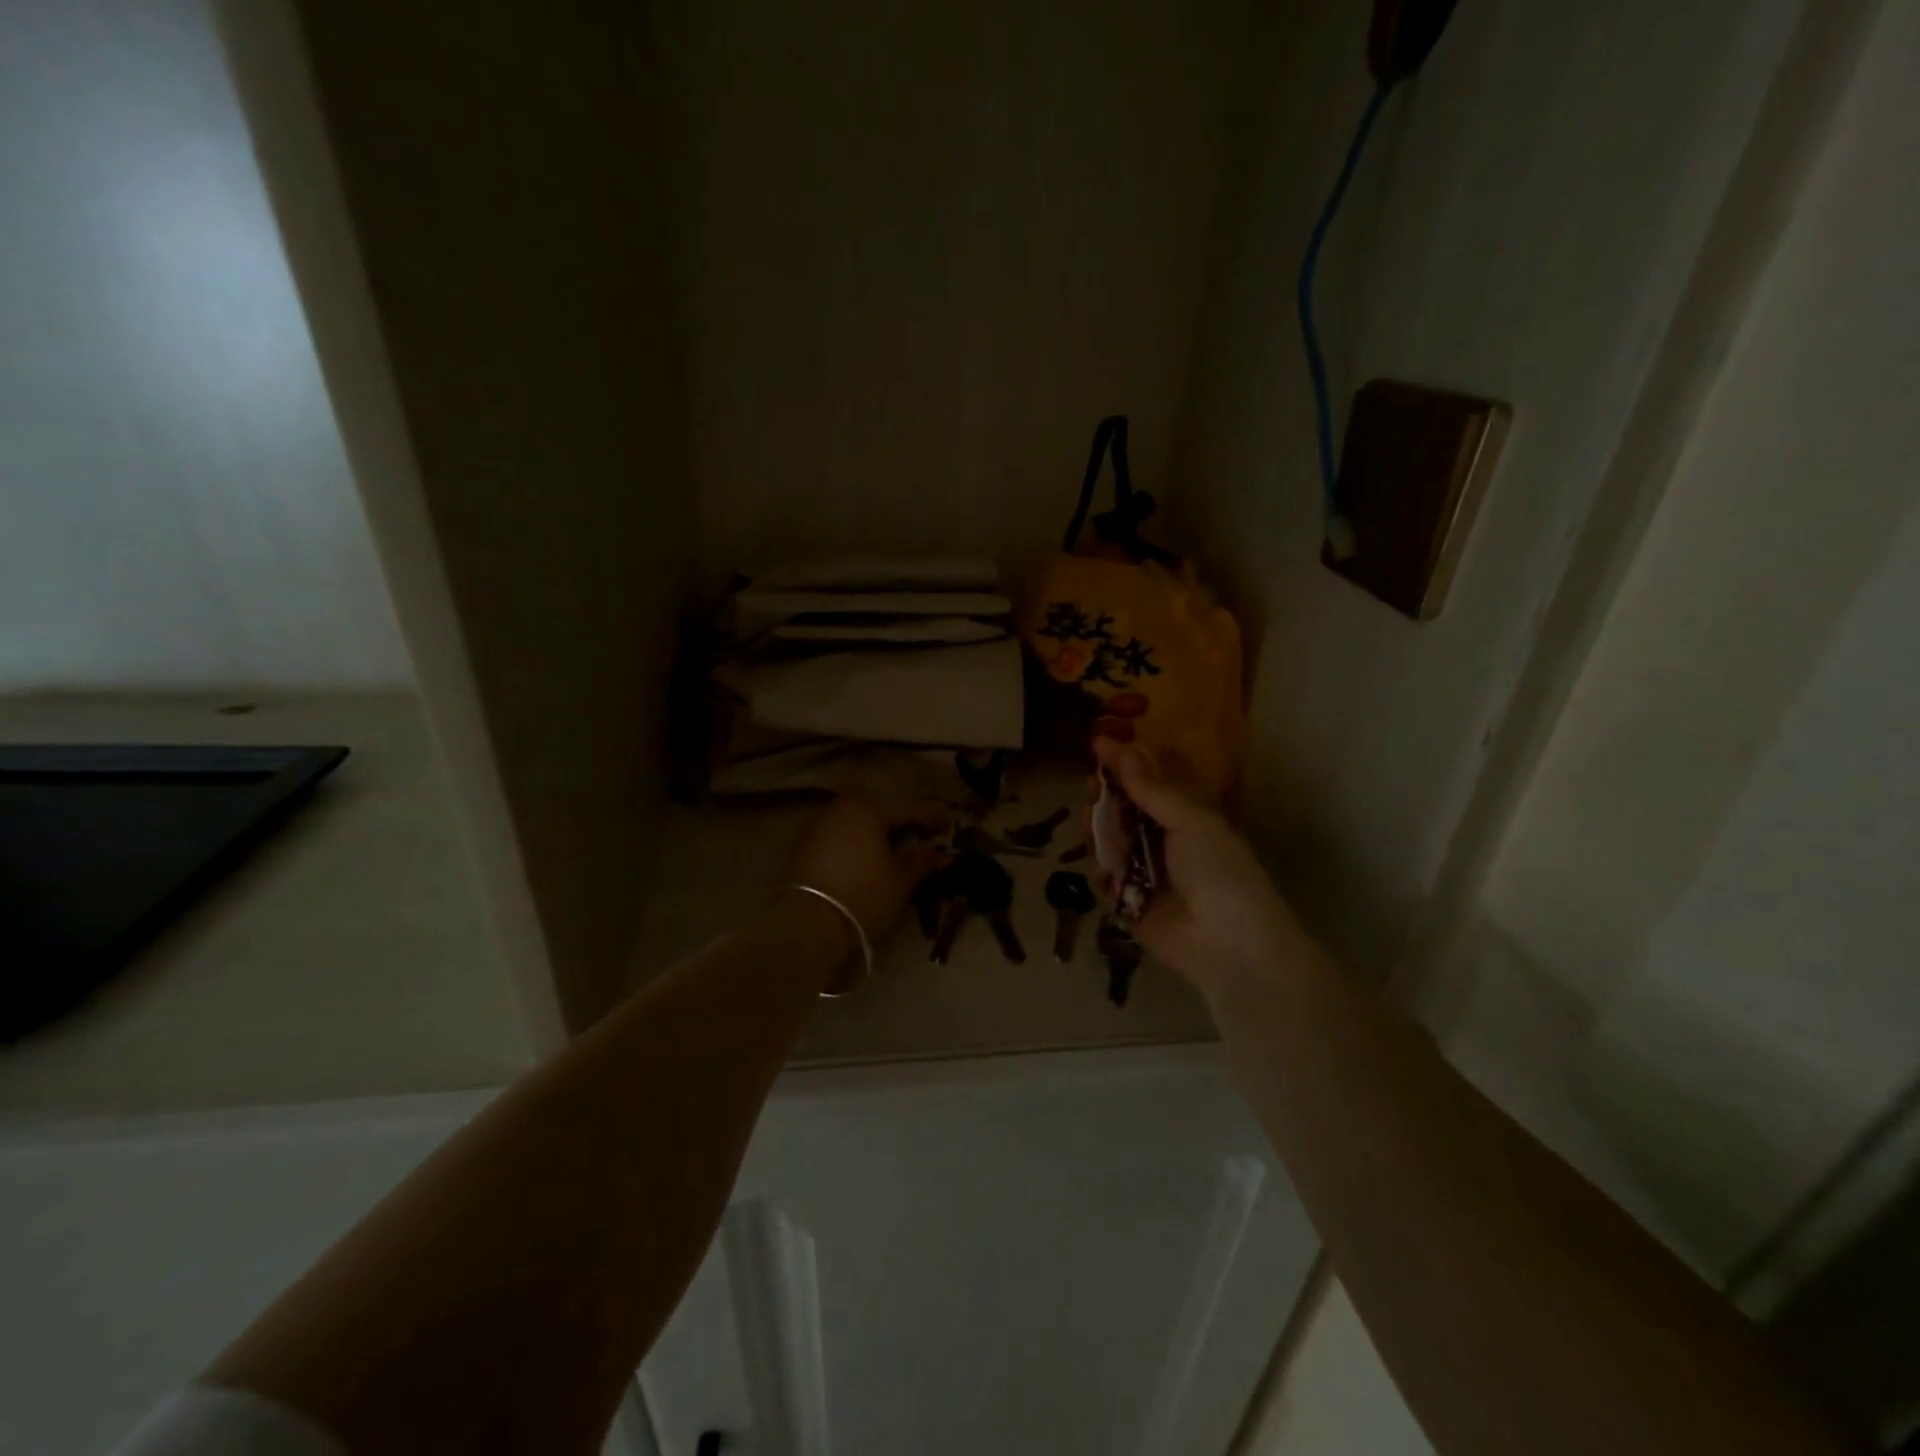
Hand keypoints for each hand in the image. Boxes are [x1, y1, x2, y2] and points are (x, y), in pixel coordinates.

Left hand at [788, 795, 947, 944]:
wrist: (807, 924)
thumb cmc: (864, 895)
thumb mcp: (901, 879)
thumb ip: (923, 861)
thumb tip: (944, 856)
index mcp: (868, 807)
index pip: (909, 809)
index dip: (933, 818)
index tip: (949, 828)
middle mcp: (841, 806)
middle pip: (881, 811)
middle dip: (902, 824)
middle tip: (922, 840)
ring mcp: (818, 824)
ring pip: (858, 823)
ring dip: (877, 834)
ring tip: (894, 853)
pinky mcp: (804, 844)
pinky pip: (840, 836)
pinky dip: (857, 843)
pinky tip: (866, 861)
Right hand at [1092, 738, 1299, 996]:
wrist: (1229, 944)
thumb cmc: (1219, 871)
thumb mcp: (1191, 821)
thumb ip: (1152, 788)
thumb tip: (1122, 748)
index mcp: (1184, 815)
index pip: (1147, 780)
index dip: (1124, 762)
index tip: (1097, 744)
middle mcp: (1161, 838)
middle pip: (1121, 808)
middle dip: (1103, 796)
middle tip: (1090, 789)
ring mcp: (1143, 870)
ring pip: (1107, 840)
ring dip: (1096, 830)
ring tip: (1090, 826)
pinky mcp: (1128, 902)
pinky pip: (1104, 878)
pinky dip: (1100, 872)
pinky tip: (1104, 872)